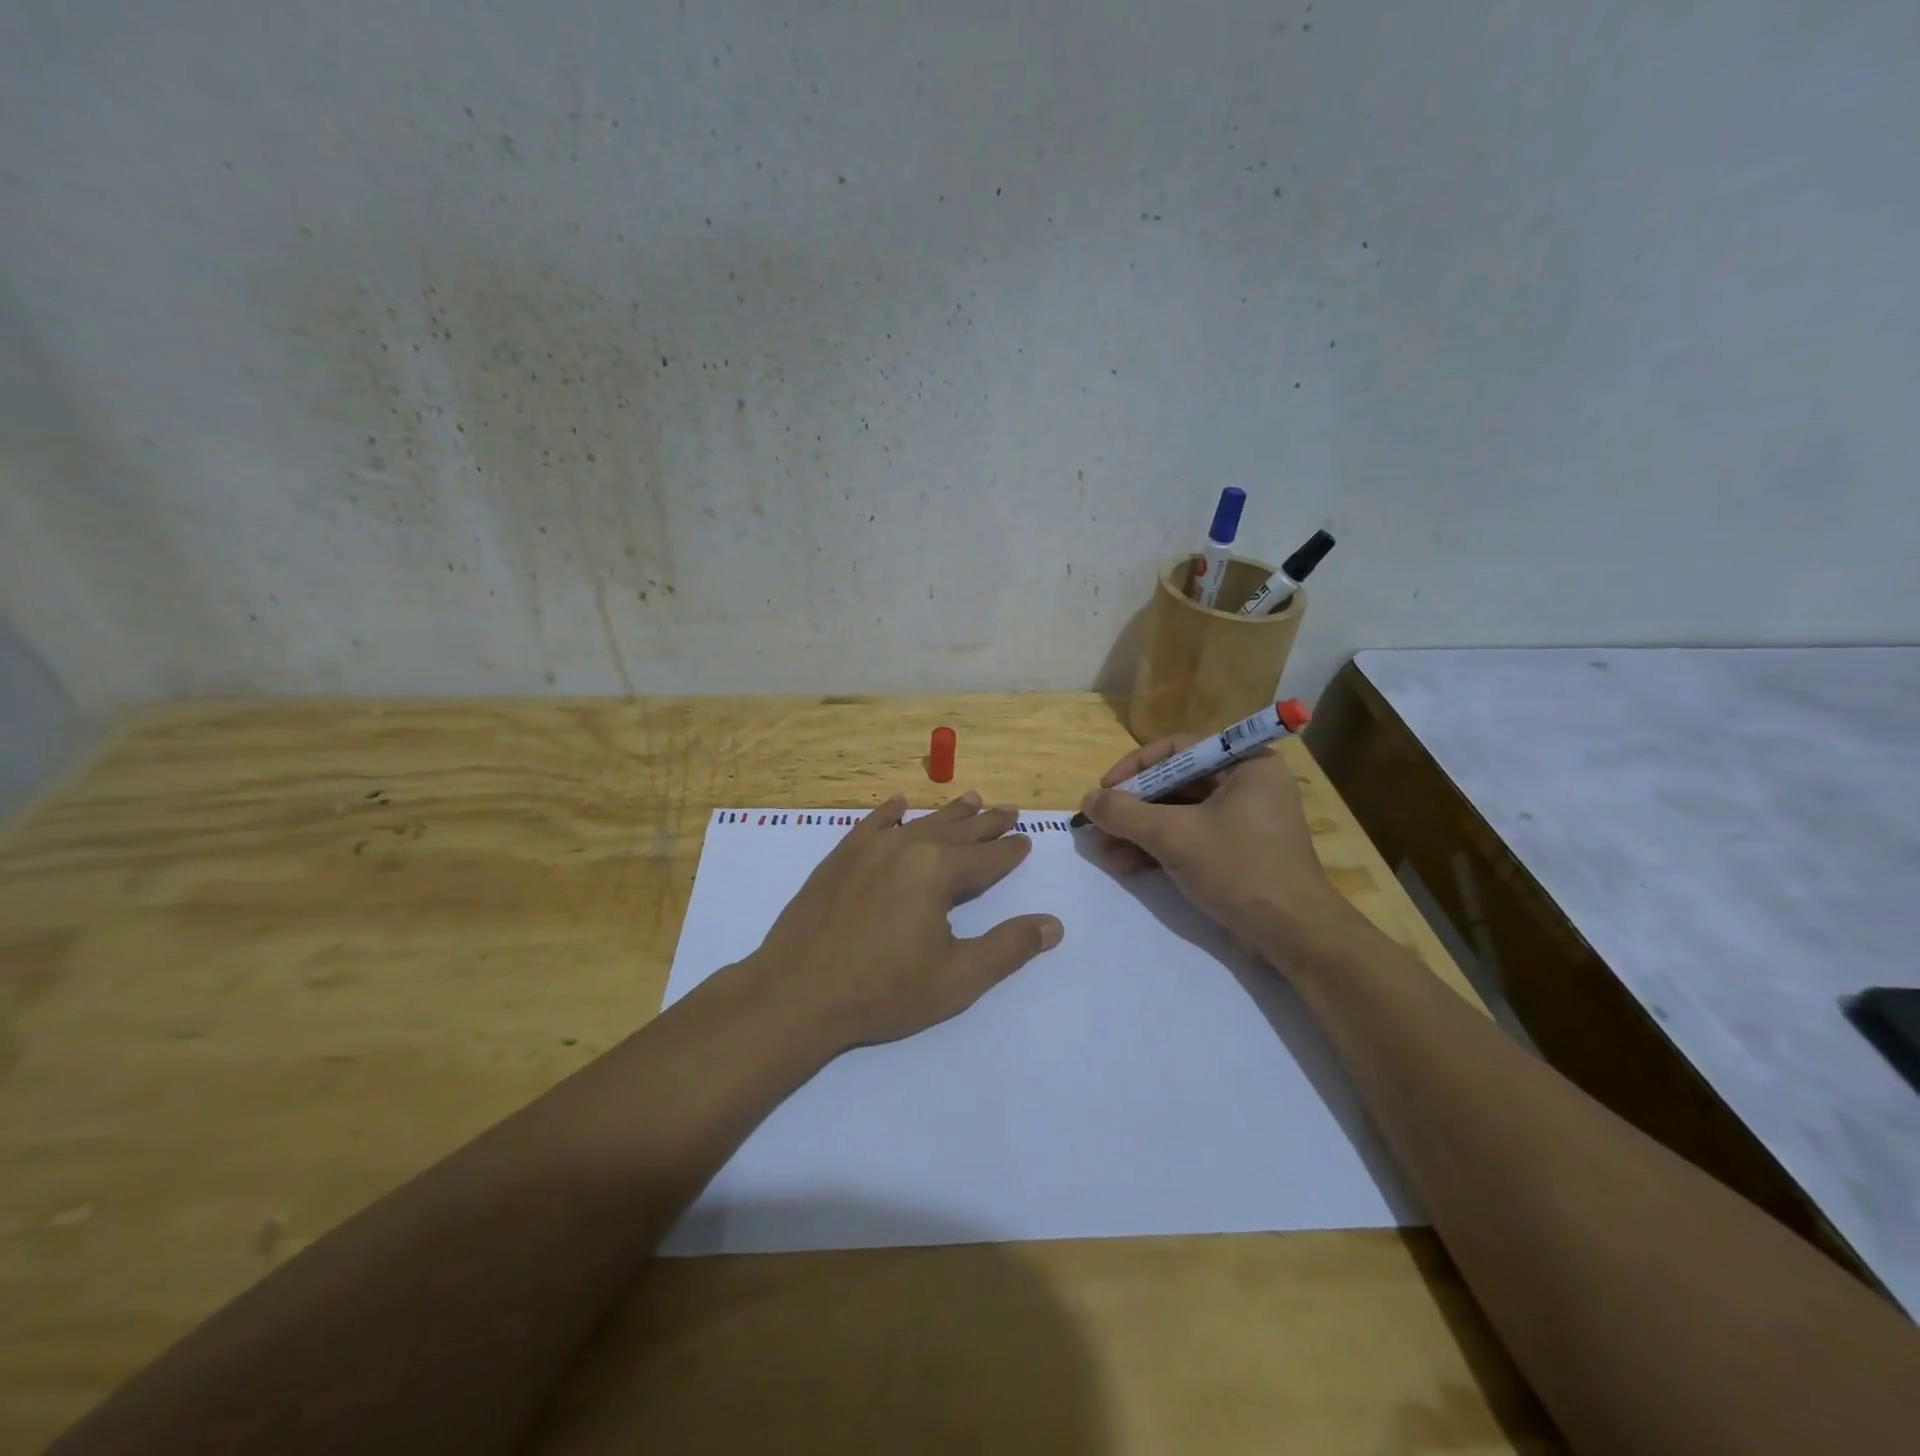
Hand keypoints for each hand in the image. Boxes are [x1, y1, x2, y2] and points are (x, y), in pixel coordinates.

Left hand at [746, 791, 1063, 1050]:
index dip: (1010, 851)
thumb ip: (1008, 948)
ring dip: (948, 813)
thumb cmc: (883, 991)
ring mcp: (868, 849)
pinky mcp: (839, 858)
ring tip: (970, 798)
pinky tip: (898, 804)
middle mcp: (906, 848)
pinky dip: (889, 813)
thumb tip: (1053, 924)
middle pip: (957, 831)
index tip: (1026, 840)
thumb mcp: (957, 979)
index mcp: (938, 872)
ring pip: (919, 822)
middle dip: (986, 823)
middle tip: (1008, 810)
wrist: (797, 993)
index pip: (987, 857)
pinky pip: (871, 824)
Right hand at [1077, 738, 1350, 953]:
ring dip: (1138, 832)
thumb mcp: (1173, 836)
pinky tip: (1126, 866)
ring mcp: (1243, 819)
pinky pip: (1189, 837)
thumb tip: (1087, 800)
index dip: (1135, 767)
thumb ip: (1125, 813)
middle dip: (1132, 808)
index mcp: (1245, 764)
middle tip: (1097, 826)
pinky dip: (1158, 848)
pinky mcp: (1237, 850)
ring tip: (1105, 852)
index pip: (1177, 749)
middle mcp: (1247, 784)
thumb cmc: (1238, 869)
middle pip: (1174, 784)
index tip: (1104, 789)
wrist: (1293, 934)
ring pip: (1178, 814)